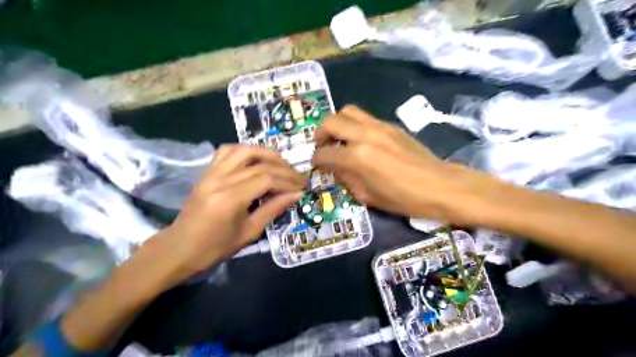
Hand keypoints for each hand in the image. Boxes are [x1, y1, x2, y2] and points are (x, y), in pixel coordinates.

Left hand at [151, 146, 305, 283]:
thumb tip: (296, 195)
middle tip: (299, 177)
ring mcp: (211, 173)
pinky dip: (246, 150)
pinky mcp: (207, 171)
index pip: (266, 179)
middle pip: (259, 163)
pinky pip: (227, 151)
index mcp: (230, 199)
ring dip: (268, 153)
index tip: (303, 187)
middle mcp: (220, 180)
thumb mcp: (249, 232)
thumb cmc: (215, 248)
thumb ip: (273, 209)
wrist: (179, 248)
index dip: (288, 181)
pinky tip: (256, 159)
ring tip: (282, 163)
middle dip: (284, 169)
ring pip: (244, 150)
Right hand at [312, 105, 490, 223]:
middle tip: (322, 146)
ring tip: (338, 138)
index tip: (316, 164)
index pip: (326, 153)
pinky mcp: (390, 125)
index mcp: (357, 157)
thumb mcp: (368, 196)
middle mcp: (365, 135)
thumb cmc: (403, 198)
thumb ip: (347, 179)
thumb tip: (335, 168)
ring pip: (348, 111)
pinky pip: (364, 117)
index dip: (316, 160)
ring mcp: (379, 127)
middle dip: (320, 133)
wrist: (439, 185)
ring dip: (337, 123)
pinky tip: (359, 140)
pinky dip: (354, 125)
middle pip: (331, 121)